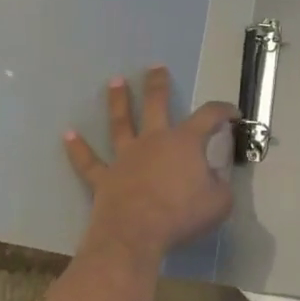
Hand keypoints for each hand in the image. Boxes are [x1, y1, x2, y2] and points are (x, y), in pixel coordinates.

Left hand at [65, 67, 238, 265]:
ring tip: (114, 81)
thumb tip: (216, 177)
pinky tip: (67, 135)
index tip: (232, 112)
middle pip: (156, 104)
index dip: (222, 111)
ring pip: (121, 123)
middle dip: (158, 84)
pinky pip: (89, 161)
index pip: (208, 116)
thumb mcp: (219, 203)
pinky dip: (78, 148)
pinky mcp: (104, 177)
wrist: (136, 233)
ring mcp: (126, 157)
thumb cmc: (181, 215)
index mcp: (185, 142)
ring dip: (118, 101)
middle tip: (156, 67)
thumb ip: (220, 185)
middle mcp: (153, 140)